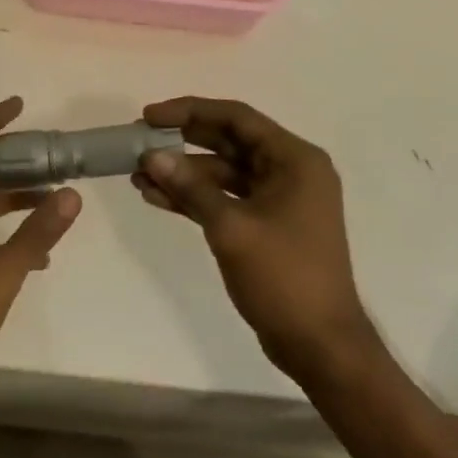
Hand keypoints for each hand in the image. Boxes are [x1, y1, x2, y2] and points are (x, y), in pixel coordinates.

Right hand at [135, 97, 375, 384]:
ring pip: (222, 172)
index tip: (150, 116)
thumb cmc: (284, 277)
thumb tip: (152, 156)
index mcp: (294, 159)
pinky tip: (156, 197)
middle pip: (227, 142)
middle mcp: (289, 171)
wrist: (320, 346)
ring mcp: (277, 199)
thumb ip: (191, 187)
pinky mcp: (265, 225)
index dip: (190, 111)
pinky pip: (224, 198)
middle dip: (182, 141)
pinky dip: (193, 197)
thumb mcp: (232, 228)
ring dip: (182, 173)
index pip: (236, 118)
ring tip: (138, 175)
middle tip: (139, 140)